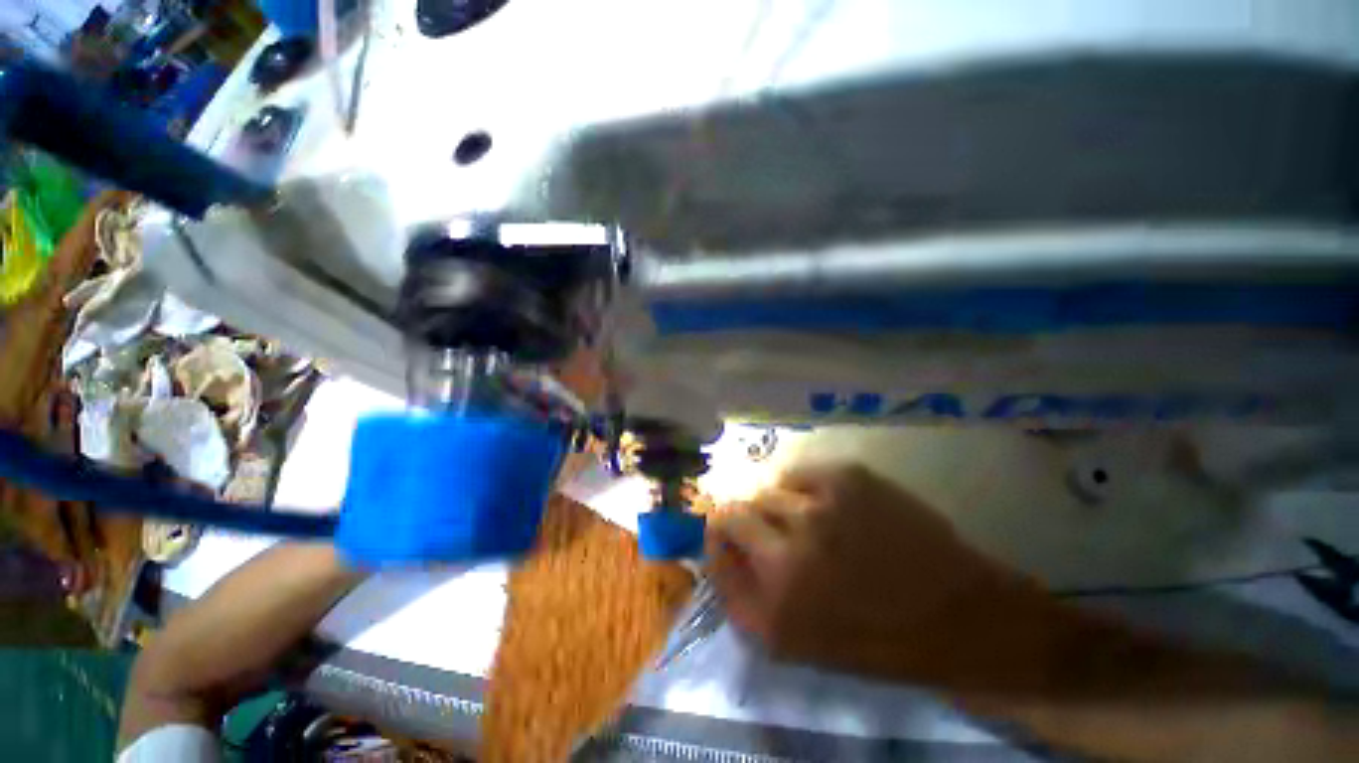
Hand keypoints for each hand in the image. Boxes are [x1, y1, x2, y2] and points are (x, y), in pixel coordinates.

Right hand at [707, 463, 1025, 683]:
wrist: (960, 615)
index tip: (728, 539)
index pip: (716, 545)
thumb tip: (717, 548)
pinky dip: (801, 488)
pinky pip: (798, 473)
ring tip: (806, 522)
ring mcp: (819, 507)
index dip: (717, 537)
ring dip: (776, 508)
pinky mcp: (847, 478)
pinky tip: (826, 505)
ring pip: (767, 490)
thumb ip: (743, 596)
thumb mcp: (796, 642)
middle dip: (742, 521)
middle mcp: (788, 551)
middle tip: (769, 532)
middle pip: (734, 510)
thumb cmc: (876, 641)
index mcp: (775, 602)